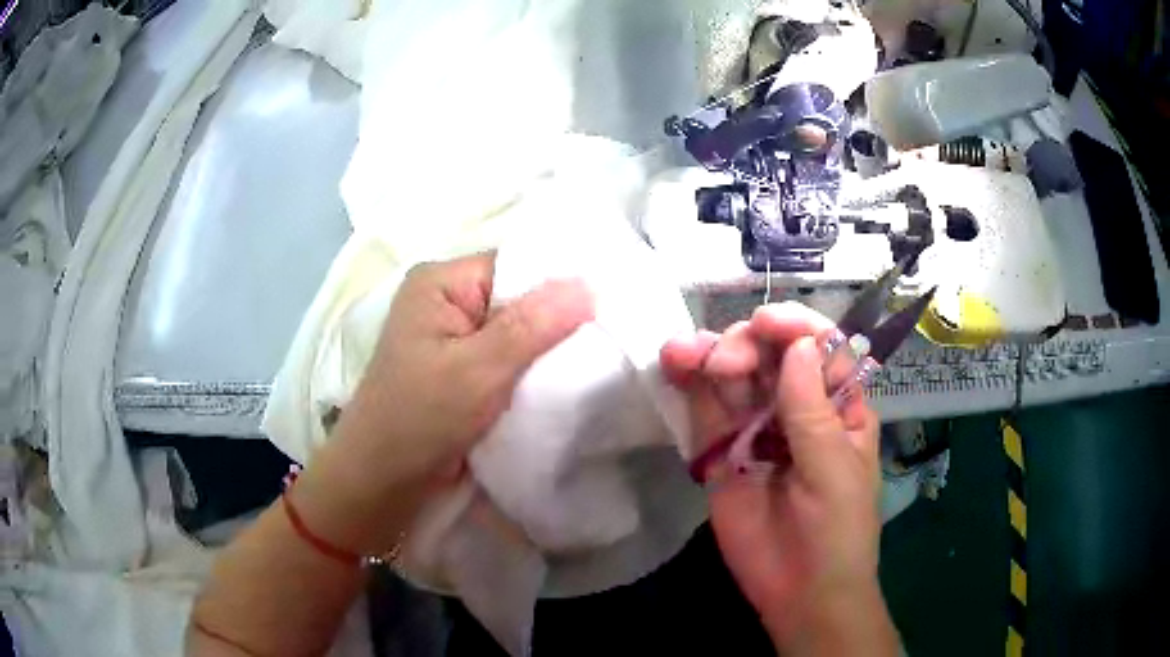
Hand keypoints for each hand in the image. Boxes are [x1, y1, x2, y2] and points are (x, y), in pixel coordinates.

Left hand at [292, 252, 592, 554]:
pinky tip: (563, 382)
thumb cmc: (419, 419)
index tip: (606, 308)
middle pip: (518, 298)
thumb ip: (532, 326)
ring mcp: (455, 338)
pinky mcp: (463, 370)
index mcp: (441, 283)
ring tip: (594, 361)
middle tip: (607, 339)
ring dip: (547, 352)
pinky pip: (509, 359)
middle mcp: (447, 301)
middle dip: (558, 322)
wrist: (384, 481)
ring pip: (518, 333)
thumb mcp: (477, 370)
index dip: (559, 285)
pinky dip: (532, 372)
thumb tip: (588, 284)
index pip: (515, 266)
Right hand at [662, 303, 891, 652]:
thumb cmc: (837, 532)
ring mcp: (756, 429)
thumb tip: (797, 346)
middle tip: (724, 363)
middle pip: (771, 355)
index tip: (765, 323)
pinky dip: (689, 385)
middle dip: (746, 345)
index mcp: (838, 406)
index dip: (796, 327)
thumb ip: (812, 411)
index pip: (821, 348)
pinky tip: (673, 365)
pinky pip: (705, 411)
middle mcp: (796, 407)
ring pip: (733, 377)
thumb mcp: (834, 472)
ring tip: (682, 355)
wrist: (800, 594)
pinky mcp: (721, 453)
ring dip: (709, 356)